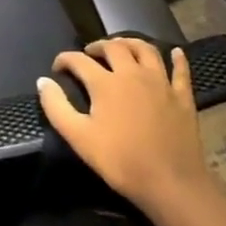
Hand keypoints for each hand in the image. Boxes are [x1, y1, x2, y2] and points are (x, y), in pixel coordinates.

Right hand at [37, 37, 211, 215]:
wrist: (171, 182)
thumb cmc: (120, 161)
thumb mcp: (79, 137)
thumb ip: (56, 107)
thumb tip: (43, 81)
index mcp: (106, 83)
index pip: (79, 60)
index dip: (65, 60)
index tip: (57, 68)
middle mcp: (133, 73)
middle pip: (114, 47)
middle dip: (97, 46)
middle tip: (89, 53)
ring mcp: (161, 83)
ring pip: (146, 49)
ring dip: (131, 42)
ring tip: (122, 46)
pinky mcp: (182, 96)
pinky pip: (181, 70)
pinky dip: (177, 58)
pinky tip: (175, 53)